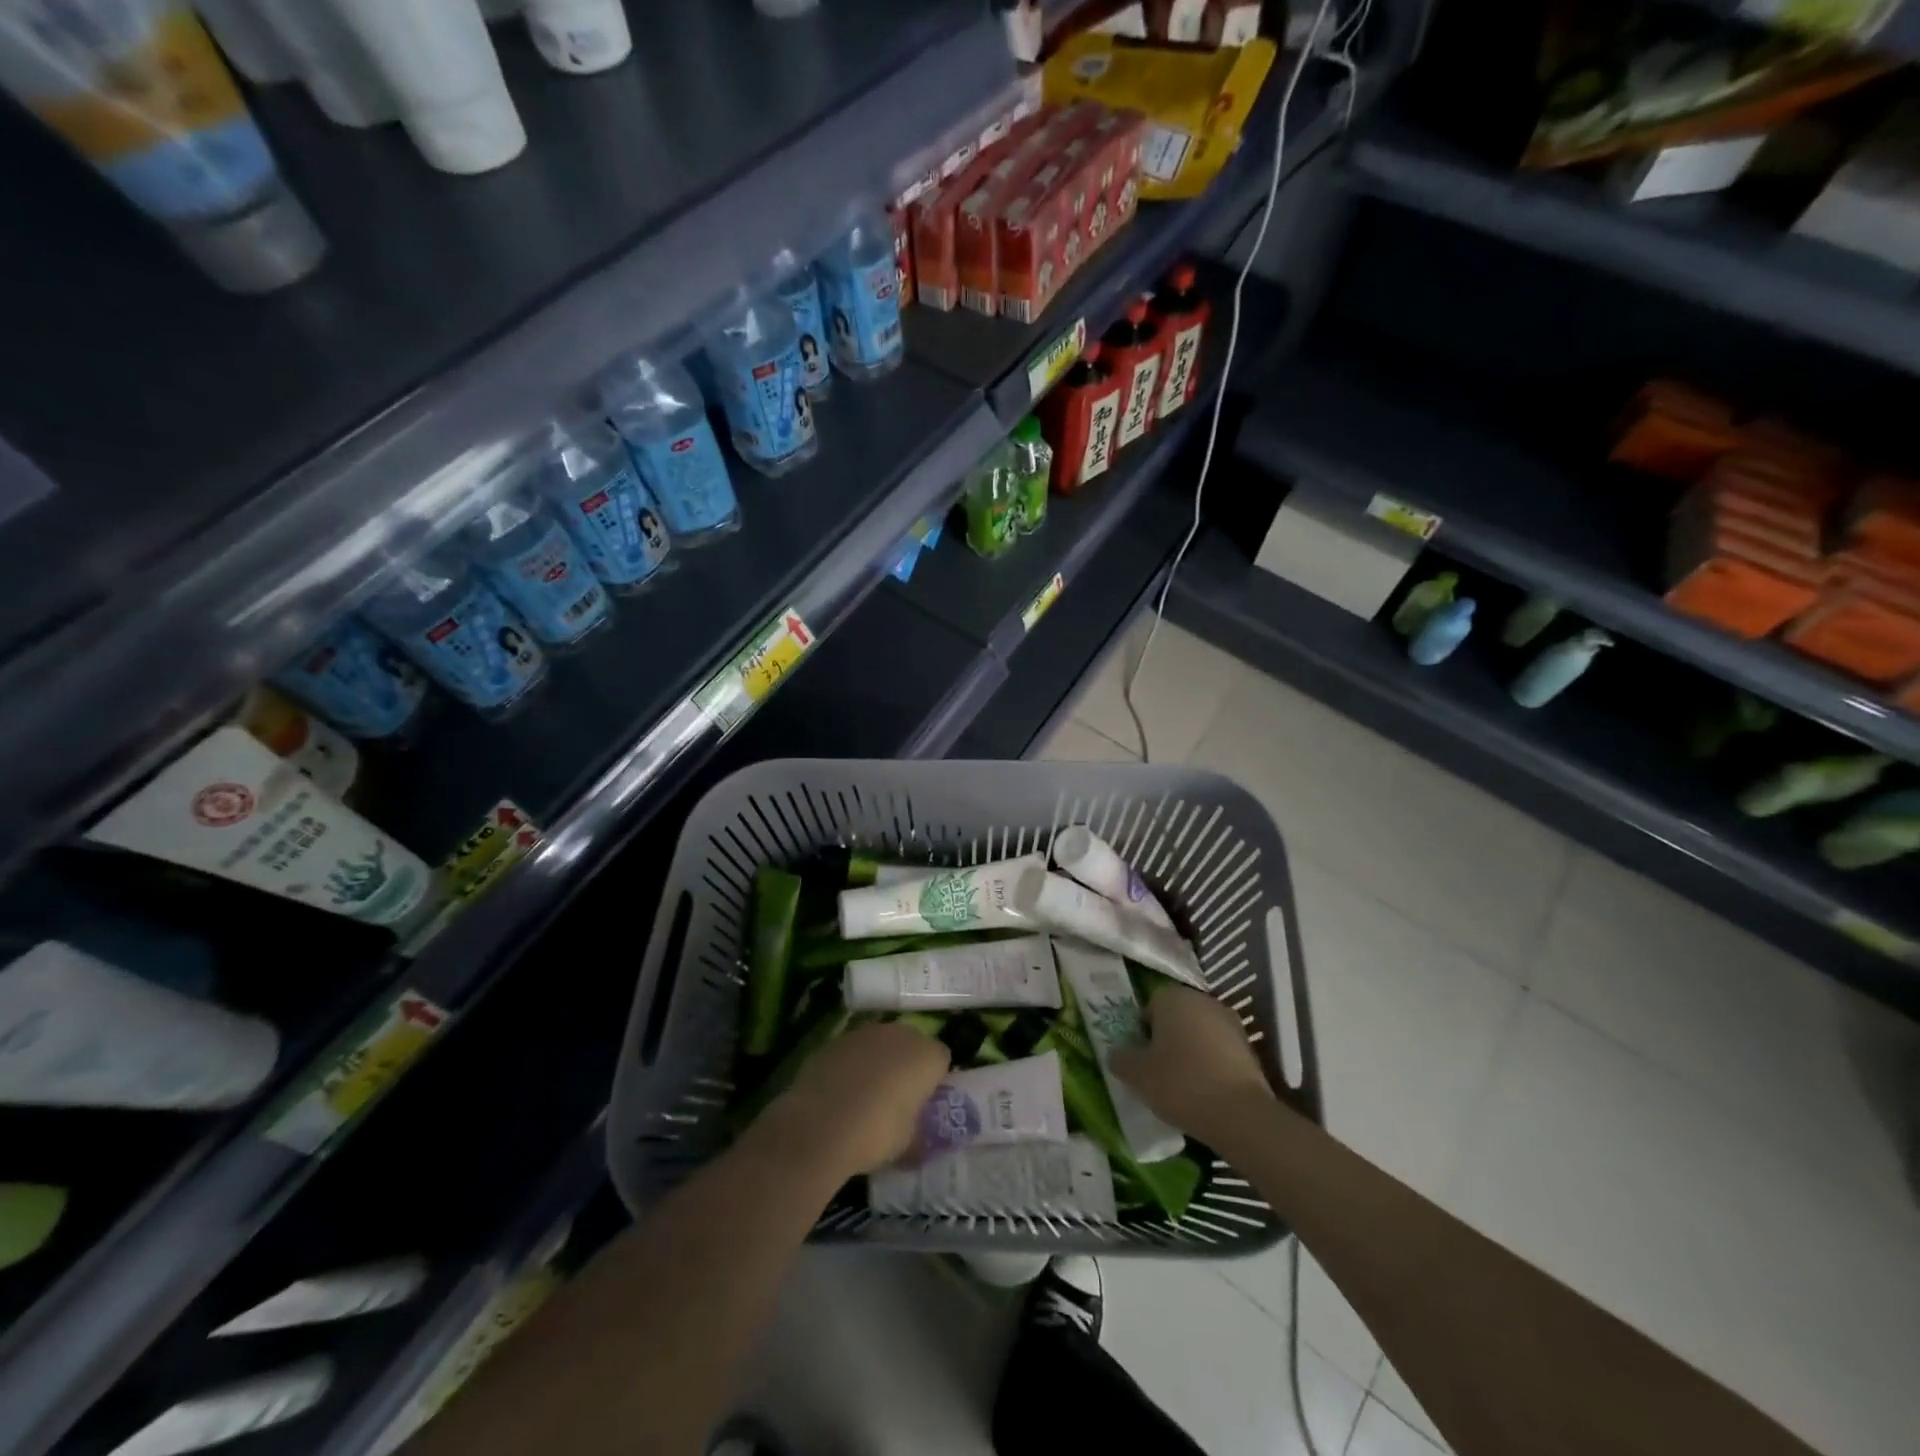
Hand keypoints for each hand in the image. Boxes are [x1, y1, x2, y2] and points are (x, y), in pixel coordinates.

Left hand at [766, 1021, 950, 1177]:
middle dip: (907, 1065)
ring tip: (864, 1095)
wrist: (819, 1127)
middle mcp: (900, 1034)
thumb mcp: (908, 1145)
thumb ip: (920, 1134)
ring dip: (878, 1061)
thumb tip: (920, 1139)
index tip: (923, 1102)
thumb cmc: (875, 1135)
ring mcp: (866, 1033)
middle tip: (896, 1097)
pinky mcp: (836, 1039)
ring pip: (881, 1044)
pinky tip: (840, 1092)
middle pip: (912, 1044)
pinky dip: (852, 1064)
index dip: (934, 1080)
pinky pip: (853, 1050)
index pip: (942, 1059)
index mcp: (927, 1055)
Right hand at [1110, 985, 1273, 1139]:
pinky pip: (1219, 1051)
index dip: (1142, 1033)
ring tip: (1183, 1085)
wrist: (1241, 1115)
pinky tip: (1206, 1091)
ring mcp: (1230, 1022)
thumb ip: (1121, 1058)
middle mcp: (1202, 1000)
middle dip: (1166, 1039)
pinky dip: (1210, 1065)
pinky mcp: (1249, 1047)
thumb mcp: (1137, 1074)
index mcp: (1173, 997)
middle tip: (1158, 1071)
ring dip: (1190, 1052)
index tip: (1141, 1059)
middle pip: (1175, 1017)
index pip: (1149, 1007)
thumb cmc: (1181, 1084)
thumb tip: (1117, 1054)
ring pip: (1198, 1034)